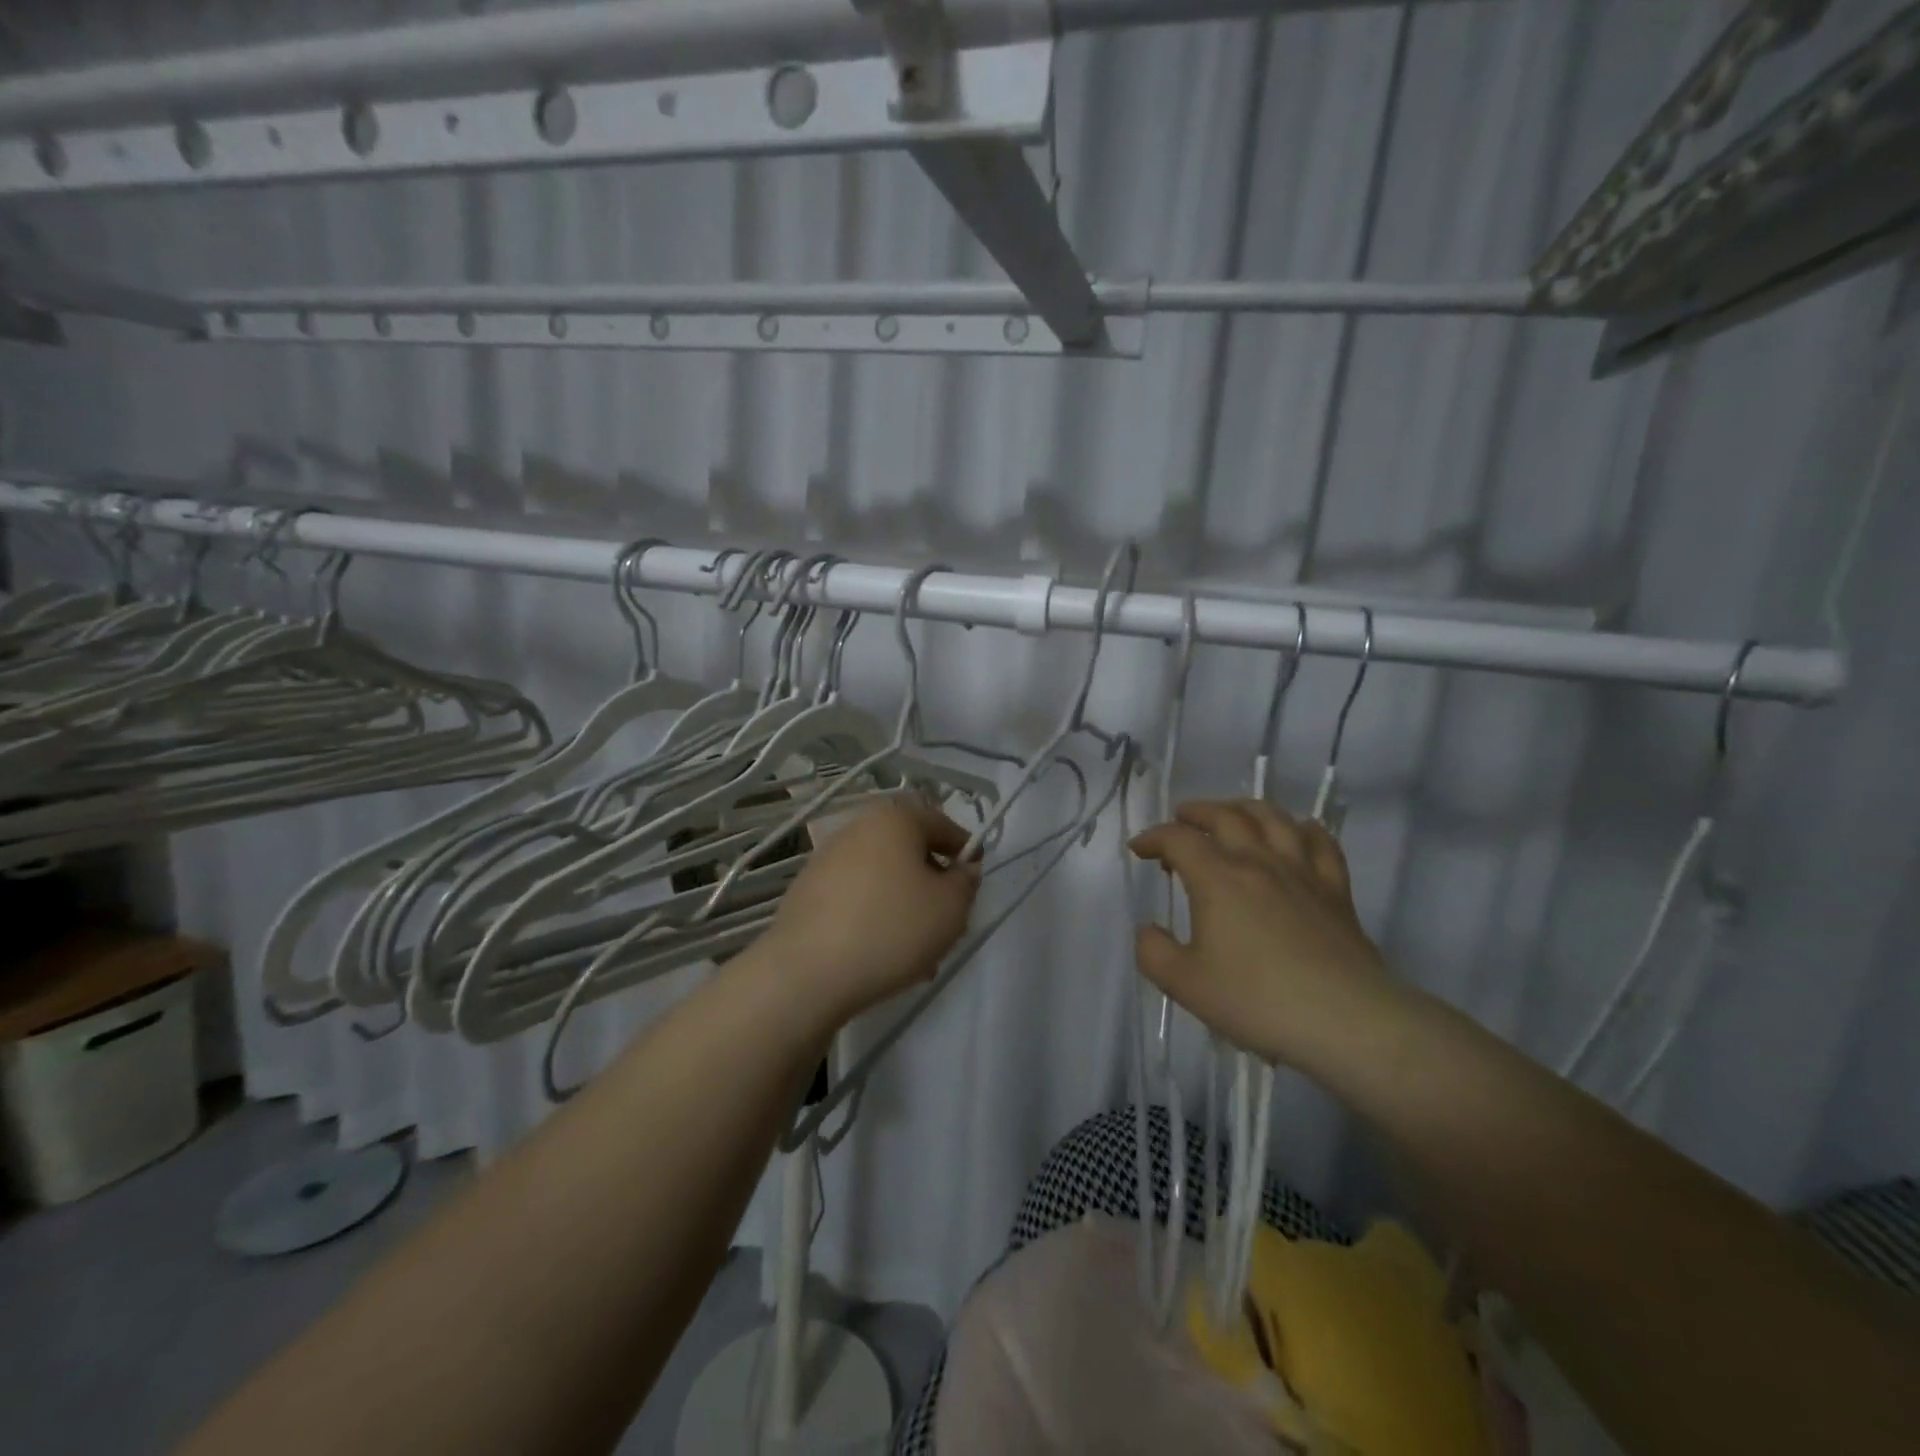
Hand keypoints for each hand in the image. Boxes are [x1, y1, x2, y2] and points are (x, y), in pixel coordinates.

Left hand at [763, 796, 980, 1022]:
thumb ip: (966, 883)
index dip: (965, 852)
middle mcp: (857, 828)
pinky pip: (854, 897)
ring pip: (882, 877)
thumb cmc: (891, 928)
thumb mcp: (951, 908)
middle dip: (931, 882)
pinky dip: (873, 915)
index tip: (973, 883)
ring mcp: (826, 859)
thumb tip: (962, 869)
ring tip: (915, 949)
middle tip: (945, 920)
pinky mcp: (806, 891)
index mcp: (894, 819)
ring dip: (903, 903)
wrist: (807, 972)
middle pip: (909, 850)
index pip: (942, 824)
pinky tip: (879, 953)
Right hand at [1130, 799, 1394, 1072]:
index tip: (1138, 849)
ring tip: (1232, 815)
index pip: (1178, 839)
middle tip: (1180, 820)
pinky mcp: (1335, 889)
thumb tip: (1147, 929)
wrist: (1345, 1020)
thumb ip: (1154, 952)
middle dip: (1196, 812)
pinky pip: (1320, 842)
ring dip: (1244, 808)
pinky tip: (1296, 833)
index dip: (1153, 837)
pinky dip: (1302, 829)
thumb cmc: (1257, 1000)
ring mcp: (1301, 871)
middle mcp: (1257, 861)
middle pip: (1225, 815)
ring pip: (1272, 818)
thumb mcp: (1185, 984)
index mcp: (1217, 878)